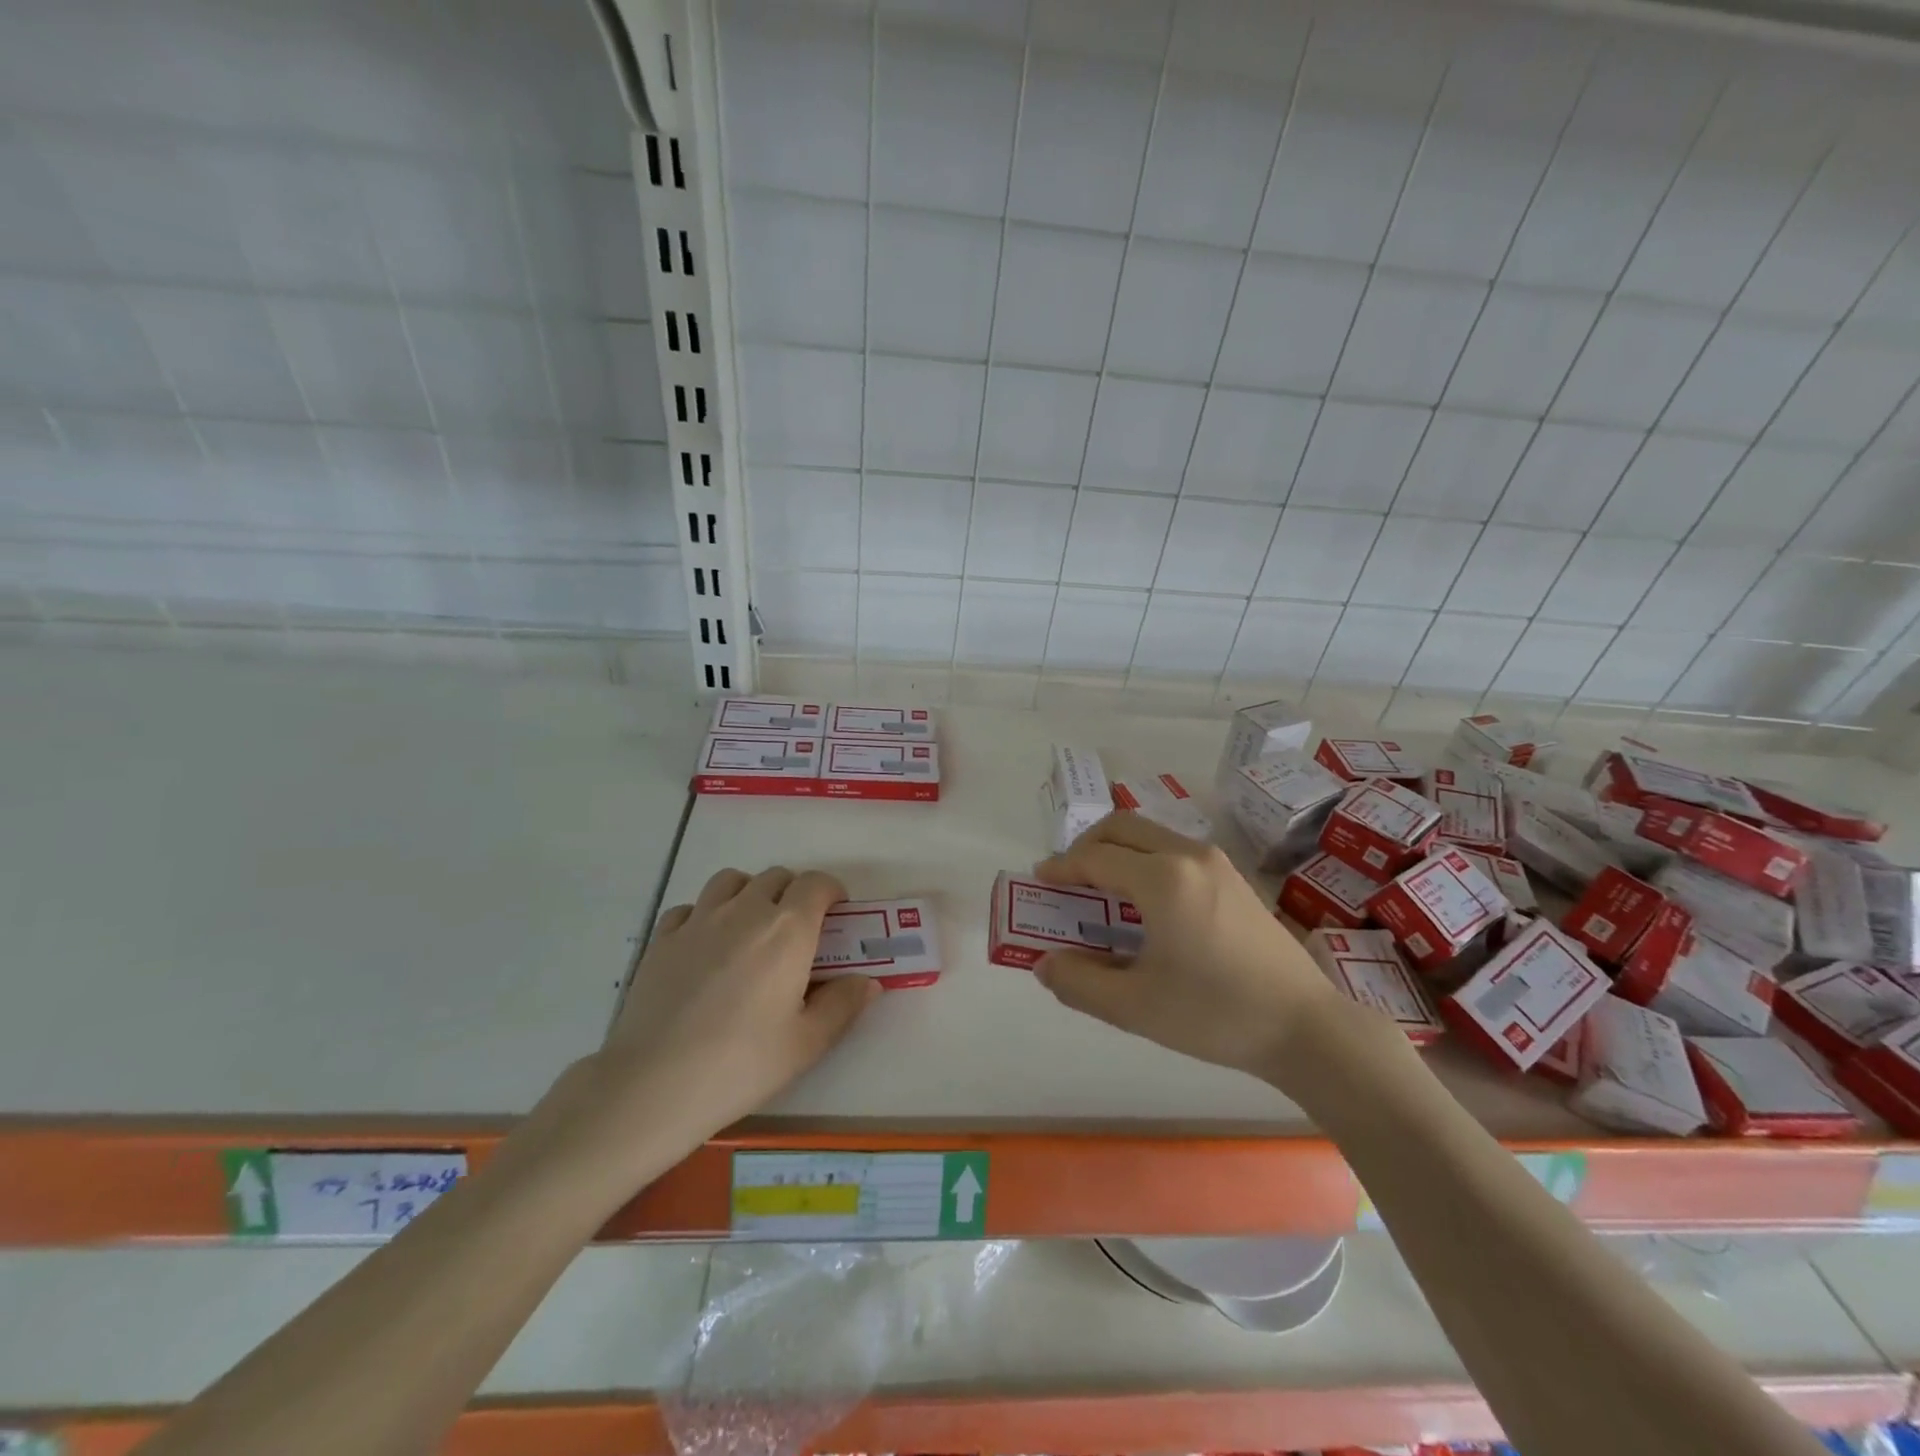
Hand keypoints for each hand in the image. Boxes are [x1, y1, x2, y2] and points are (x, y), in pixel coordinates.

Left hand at [584, 867, 877, 1161]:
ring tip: (751, 929)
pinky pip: (691, 907)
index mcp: (787, 929)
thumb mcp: (807, 1043)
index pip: (816, 884)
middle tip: (797, 932)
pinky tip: (706, 947)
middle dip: (793, 894)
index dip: (831, 893)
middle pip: (775, 877)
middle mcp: (745, 911)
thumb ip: (843, 1005)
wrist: (654, 1085)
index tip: (836, 916)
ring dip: (749, 893)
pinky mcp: (662, 938)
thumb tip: (867, 981)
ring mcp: (699, 920)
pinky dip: (706, 914)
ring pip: (731, 881)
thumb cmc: (742, 1064)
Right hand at [1033, 813, 1339, 1080]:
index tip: (1039, 880)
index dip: (1062, 868)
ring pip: (1151, 835)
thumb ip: (1079, 982)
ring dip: (1117, 850)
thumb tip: (1044, 964)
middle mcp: (1188, 856)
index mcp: (1162, 879)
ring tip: (1101, 889)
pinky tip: (1144, 902)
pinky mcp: (1234, 878)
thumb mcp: (1135, 1007)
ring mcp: (1217, 863)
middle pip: (1122, 828)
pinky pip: (1174, 850)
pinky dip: (1144, 860)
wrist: (1306, 1027)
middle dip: (1086, 846)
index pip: (1096, 858)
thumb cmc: (1215, 1014)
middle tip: (1067, 879)